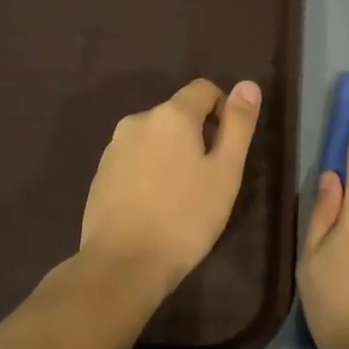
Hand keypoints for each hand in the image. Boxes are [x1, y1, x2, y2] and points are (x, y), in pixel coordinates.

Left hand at [79, 78, 261, 294]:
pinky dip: (149, 171)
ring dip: (172, 154)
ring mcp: (114, 147)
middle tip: (209, 178)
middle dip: (197, 135)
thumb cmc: (185, 217)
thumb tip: (248, 84)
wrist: (123, 264)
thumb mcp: (225, 172)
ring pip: (155, 137)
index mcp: (171, 115)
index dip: (223, 110)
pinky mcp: (100, 173)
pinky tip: (155, 205)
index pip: (203, 89)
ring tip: (181, 195)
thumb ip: (238, 124)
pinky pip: (134, 159)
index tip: (227, 147)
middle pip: (177, 114)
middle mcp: (138, 120)